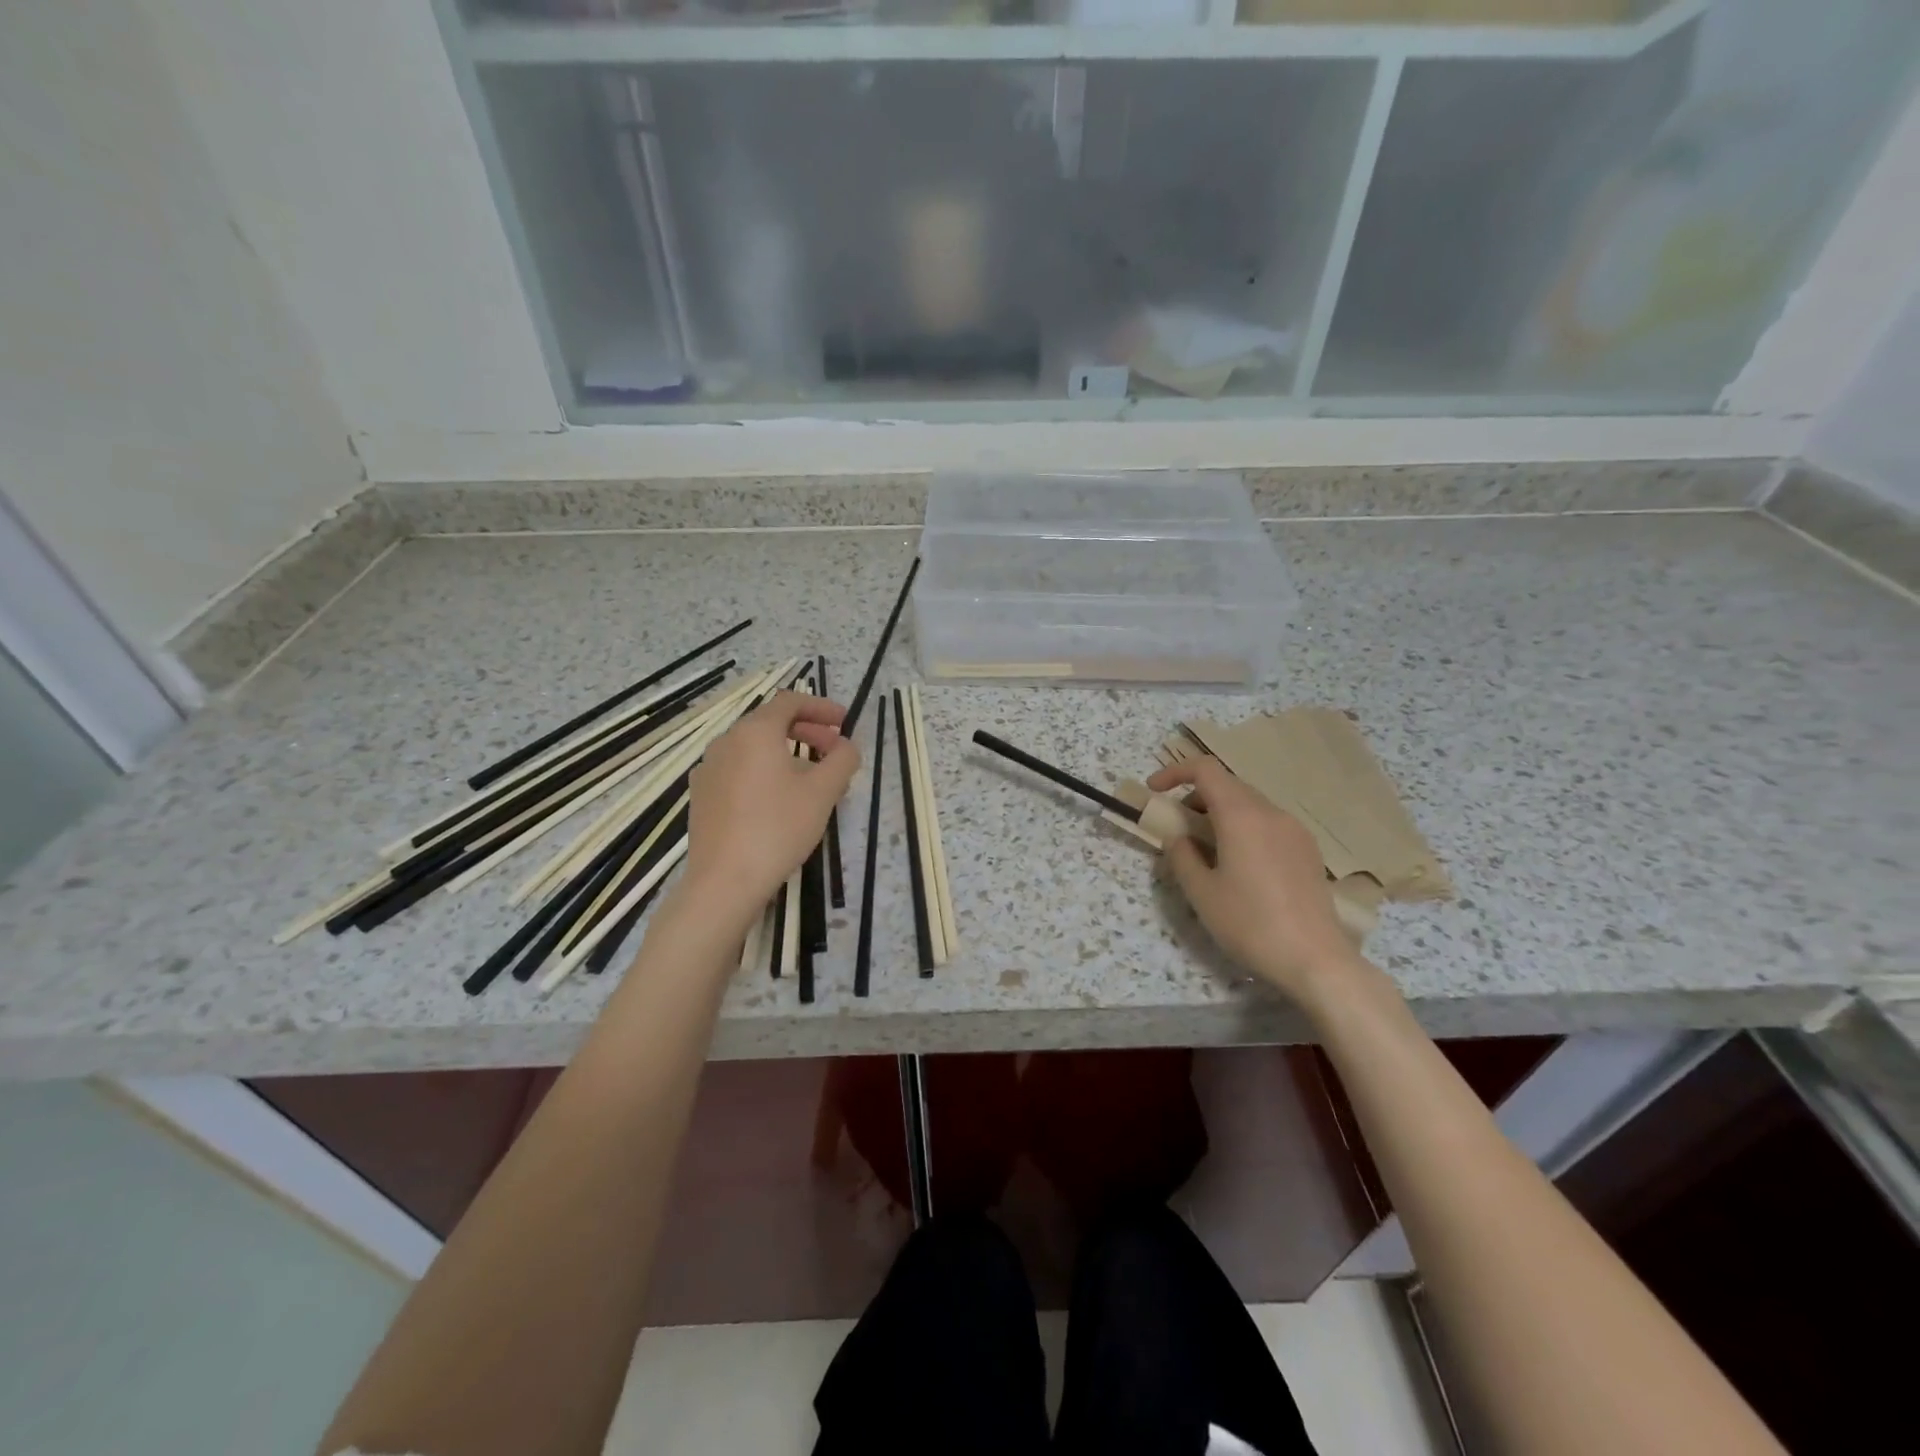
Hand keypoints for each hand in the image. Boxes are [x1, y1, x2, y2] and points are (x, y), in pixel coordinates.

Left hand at [682, 691, 858, 925]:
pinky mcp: (702, 796)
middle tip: (834, 750)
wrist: (725, 881)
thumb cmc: (779, 828)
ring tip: (812, 779)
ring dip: (787, 753)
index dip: (821, 706)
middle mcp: (726, 742)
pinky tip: (779, 801)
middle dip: (807, 731)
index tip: (844, 721)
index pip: (790, 701)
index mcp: (755, 732)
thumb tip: (846, 746)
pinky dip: (764, 772)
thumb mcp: (823, 792)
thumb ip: (842, 760)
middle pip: (770, 723)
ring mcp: (708, 769)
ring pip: (754, 749)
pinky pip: (739, 770)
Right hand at [1147, 757, 1359, 1002]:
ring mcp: (1295, 830)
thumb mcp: (1201, 893)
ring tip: (1206, 850)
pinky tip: (1239, 865)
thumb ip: (1182, 856)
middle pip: (1228, 785)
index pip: (1206, 770)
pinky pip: (1268, 824)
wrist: (1316, 960)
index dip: (1175, 772)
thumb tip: (1179, 838)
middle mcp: (1271, 813)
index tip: (1155, 792)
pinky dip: (1244, 828)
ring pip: (1249, 804)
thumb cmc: (1250, 924)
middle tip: (1177, 827)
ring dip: (1220, 814)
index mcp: (1241, 815)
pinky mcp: (1308, 850)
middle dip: (1196, 796)